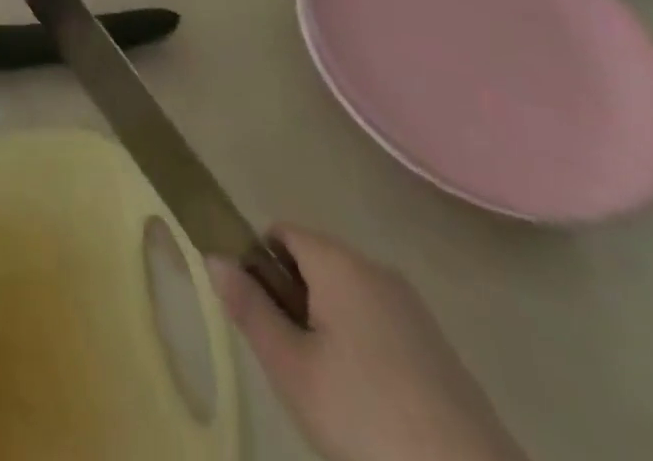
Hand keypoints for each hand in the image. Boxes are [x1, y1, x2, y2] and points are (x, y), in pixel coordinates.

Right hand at [210, 228, 527, 460]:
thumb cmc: (367, 418)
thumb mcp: (291, 368)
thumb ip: (248, 306)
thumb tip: (213, 255)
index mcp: (339, 262)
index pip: (280, 233)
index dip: (259, 266)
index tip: (260, 318)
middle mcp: (377, 270)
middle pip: (313, 263)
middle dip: (293, 301)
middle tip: (292, 360)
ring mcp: (414, 308)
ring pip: (346, 296)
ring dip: (326, 327)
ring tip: (329, 388)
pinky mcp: (439, 347)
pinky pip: (379, 323)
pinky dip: (362, 348)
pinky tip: (370, 403)